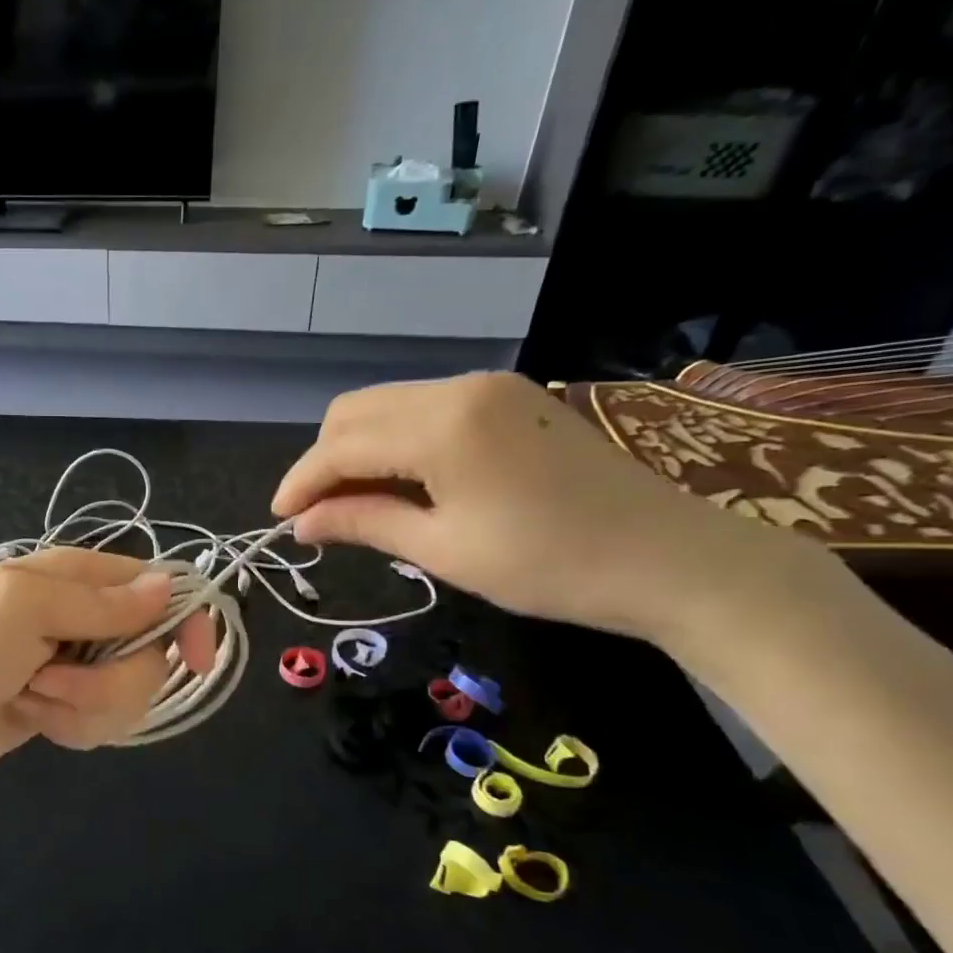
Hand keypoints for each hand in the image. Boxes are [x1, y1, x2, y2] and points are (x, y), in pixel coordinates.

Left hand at [0, 547, 216, 782]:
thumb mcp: (26, 609)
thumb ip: (100, 602)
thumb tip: (169, 586)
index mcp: (78, 577)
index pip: (158, 586)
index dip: (185, 620)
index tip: (196, 660)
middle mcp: (87, 618)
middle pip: (151, 653)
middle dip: (109, 681)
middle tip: (53, 679)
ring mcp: (78, 666)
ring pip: (130, 694)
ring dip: (84, 706)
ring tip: (33, 698)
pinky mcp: (67, 707)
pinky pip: (103, 723)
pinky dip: (70, 726)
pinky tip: (32, 717)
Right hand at [271, 372, 822, 641]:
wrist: (672, 559)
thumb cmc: (549, 565)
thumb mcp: (443, 550)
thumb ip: (363, 523)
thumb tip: (301, 525)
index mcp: (441, 425)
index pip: (341, 445)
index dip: (302, 482)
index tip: (279, 520)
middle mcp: (458, 387)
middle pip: (356, 411)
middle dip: (325, 461)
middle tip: (320, 516)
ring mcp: (488, 387)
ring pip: (388, 406)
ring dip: (359, 450)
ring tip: (357, 504)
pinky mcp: (508, 398)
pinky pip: (425, 410)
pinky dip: (397, 443)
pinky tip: (403, 483)